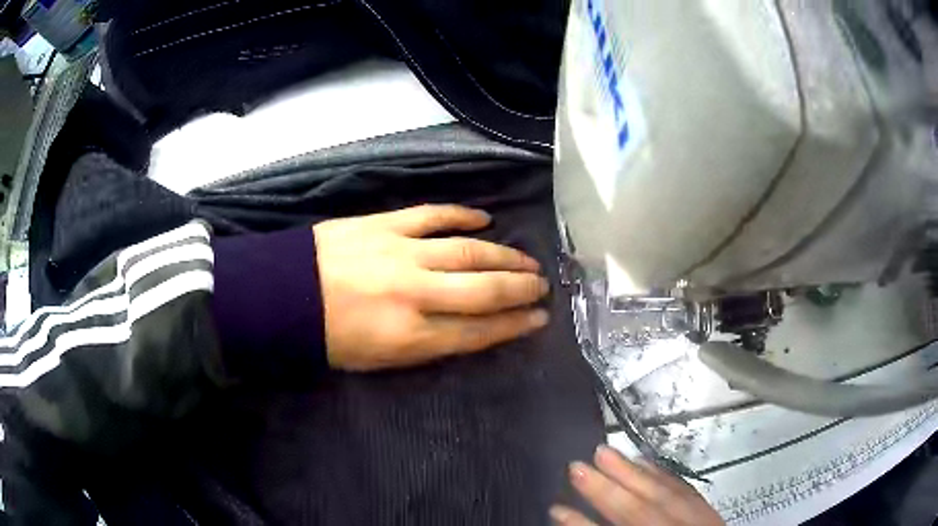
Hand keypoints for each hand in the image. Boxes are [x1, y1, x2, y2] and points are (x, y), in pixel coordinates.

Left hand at [313, 204, 549, 370]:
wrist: (282, 295)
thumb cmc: (328, 337)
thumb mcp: (378, 361)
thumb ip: (426, 346)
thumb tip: (468, 330)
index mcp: (411, 337)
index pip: (479, 331)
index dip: (514, 325)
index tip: (539, 318)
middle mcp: (415, 295)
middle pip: (484, 290)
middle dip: (521, 288)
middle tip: (543, 285)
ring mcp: (402, 253)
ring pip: (469, 251)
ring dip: (504, 255)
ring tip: (527, 259)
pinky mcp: (386, 225)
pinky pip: (434, 215)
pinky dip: (462, 215)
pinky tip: (486, 218)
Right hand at [551, 446, 723, 525]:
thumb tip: (573, 518)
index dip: (581, 523)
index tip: (556, 508)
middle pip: (639, 510)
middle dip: (607, 489)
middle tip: (576, 464)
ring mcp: (697, 519)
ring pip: (664, 493)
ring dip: (633, 473)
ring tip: (606, 453)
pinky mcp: (708, 509)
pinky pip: (684, 489)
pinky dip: (661, 475)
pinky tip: (646, 463)